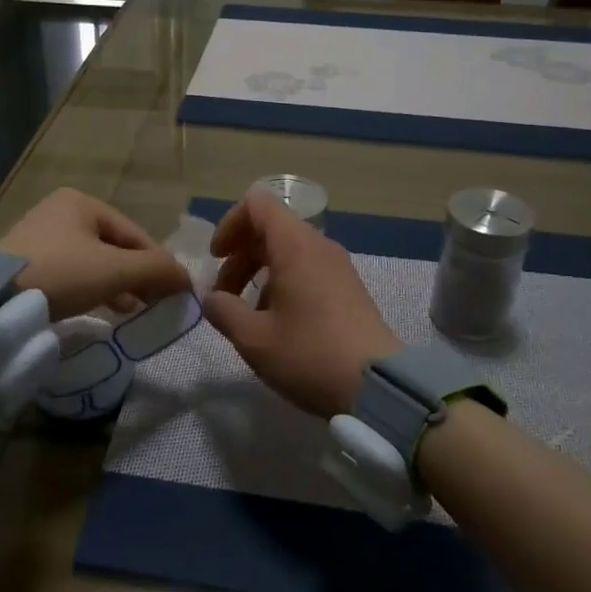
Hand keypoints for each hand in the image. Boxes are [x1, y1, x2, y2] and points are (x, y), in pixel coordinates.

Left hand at [0, 188, 190, 321]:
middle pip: (115, 247)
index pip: (135, 233)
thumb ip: (156, 271)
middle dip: (137, 275)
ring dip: (117, 285)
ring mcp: (40, 237)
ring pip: (93, 262)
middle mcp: (61, 212)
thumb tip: (188, 279)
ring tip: (133, 310)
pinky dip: (92, 289)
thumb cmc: (60, 273)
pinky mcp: (26, 264)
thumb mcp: (114, 270)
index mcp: (83, 203)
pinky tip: (104, 309)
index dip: (159, 263)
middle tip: (155, 303)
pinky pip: (72, 274)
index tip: (175, 292)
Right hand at [202, 190, 399, 417]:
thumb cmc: (309, 355)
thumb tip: (212, 298)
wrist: (378, 387)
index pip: (257, 204)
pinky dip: (283, 284)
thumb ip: (223, 311)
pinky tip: (277, 324)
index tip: (216, 259)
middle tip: (224, 296)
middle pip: (270, 229)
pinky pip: (307, 269)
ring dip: (260, 273)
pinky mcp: (349, 289)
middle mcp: (318, 246)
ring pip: (288, 251)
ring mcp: (338, 266)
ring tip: (247, 315)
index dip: (229, 224)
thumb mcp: (253, 338)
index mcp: (294, 245)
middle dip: (240, 256)